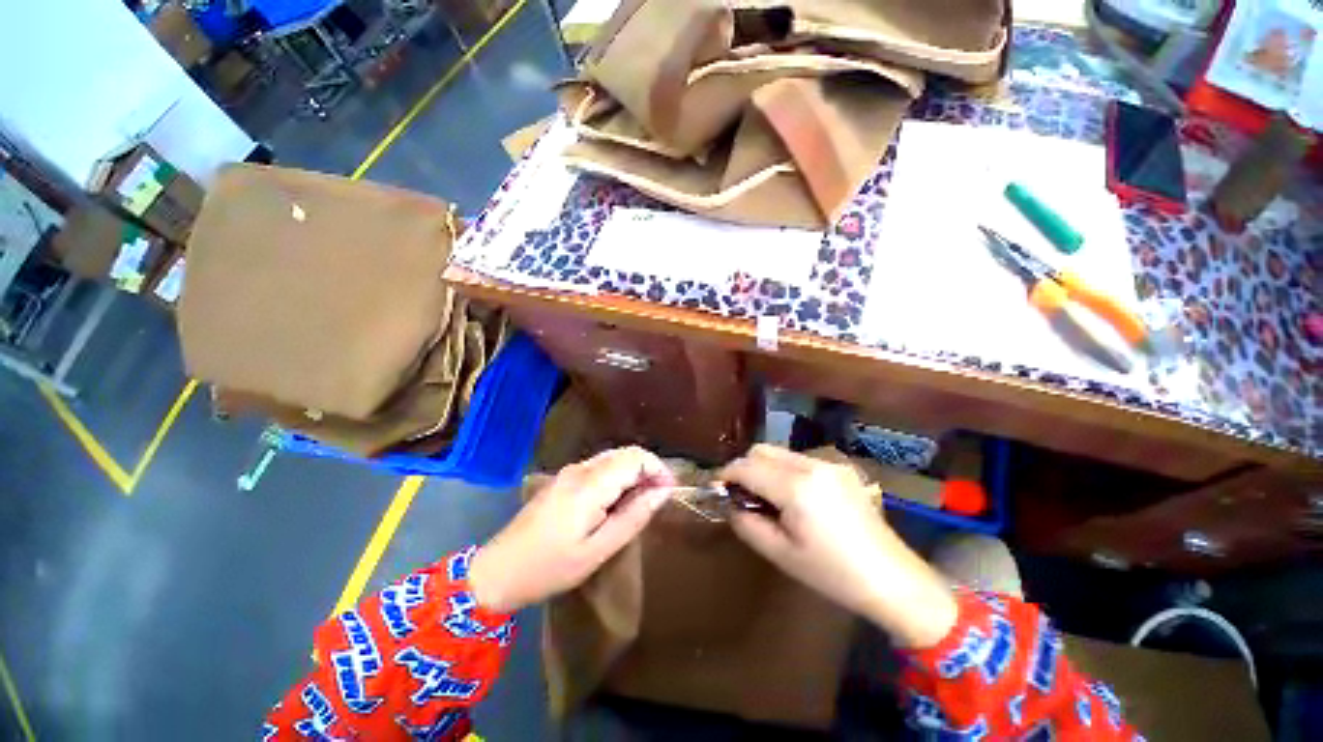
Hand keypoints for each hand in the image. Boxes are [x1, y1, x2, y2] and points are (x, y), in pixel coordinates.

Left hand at [469, 446, 675, 612]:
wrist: (499, 570)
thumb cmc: (551, 566)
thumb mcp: (599, 549)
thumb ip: (634, 516)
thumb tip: (663, 492)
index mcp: (590, 484)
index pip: (635, 457)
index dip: (658, 469)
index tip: (669, 492)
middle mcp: (581, 468)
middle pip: (625, 453)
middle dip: (648, 469)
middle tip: (658, 498)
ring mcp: (569, 471)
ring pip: (613, 458)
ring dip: (633, 472)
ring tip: (641, 501)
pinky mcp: (563, 478)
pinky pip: (599, 466)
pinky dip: (617, 476)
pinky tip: (616, 500)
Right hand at [720, 445, 956, 647]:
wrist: (892, 579)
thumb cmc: (833, 574)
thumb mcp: (781, 554)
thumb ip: (747, 524)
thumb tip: (731, 504)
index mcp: (796, 487)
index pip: (747, 467)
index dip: (727, 475)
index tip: (719, 488)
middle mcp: (811, 465)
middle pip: (761, 450)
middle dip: (745, 468)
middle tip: (743, 496)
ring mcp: (829, 463)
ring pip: (780, 452)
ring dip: (765, 468)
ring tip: (769, 499)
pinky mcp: (840, 468)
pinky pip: (799, 460)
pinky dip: (784, 471)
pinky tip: (794, 498)